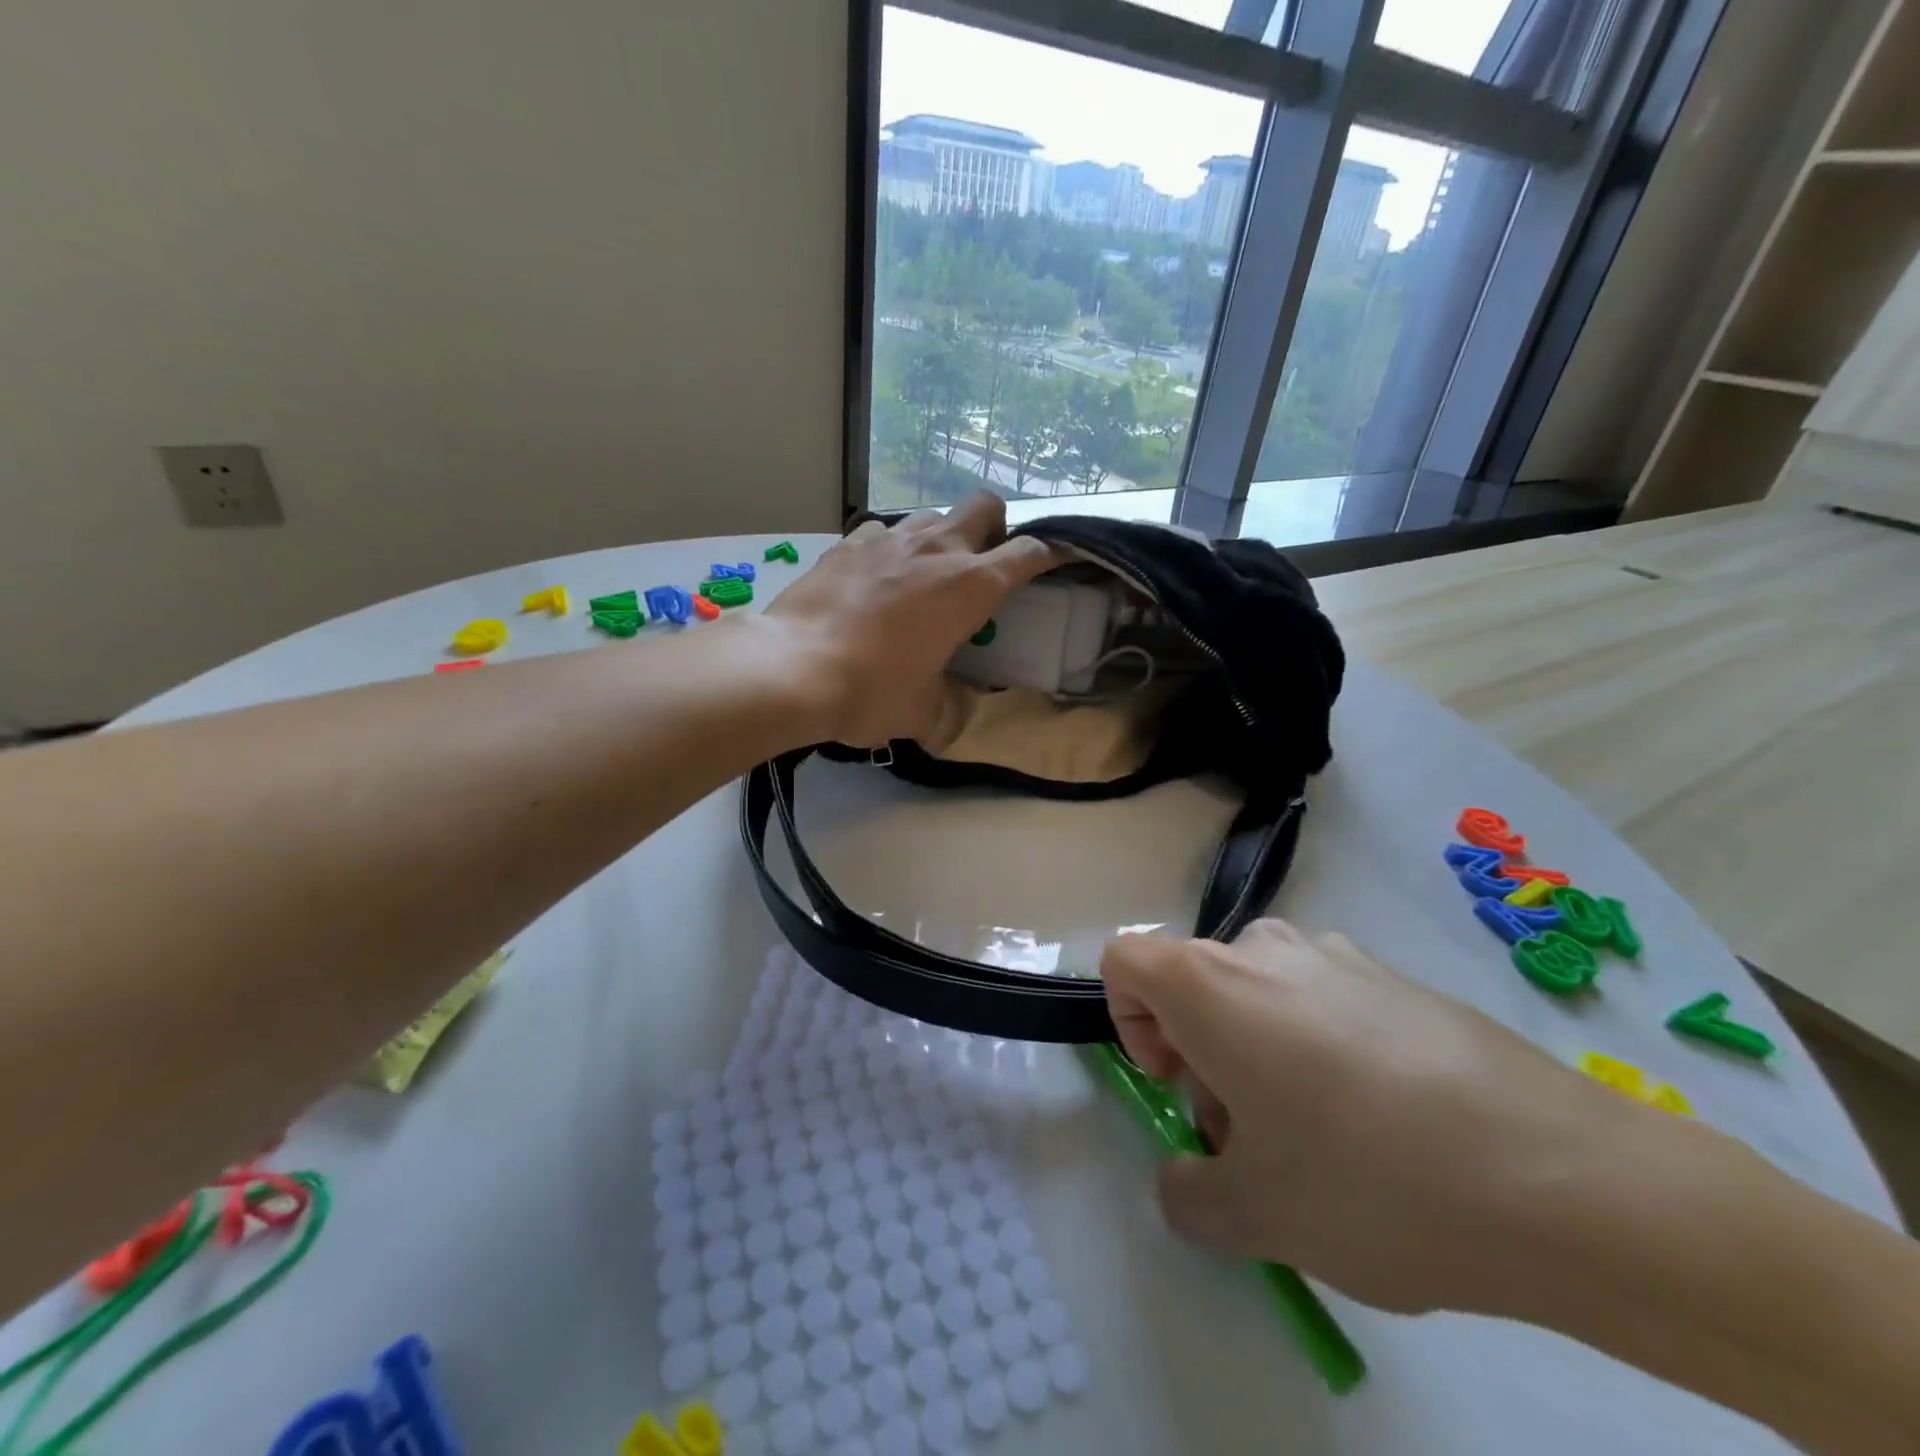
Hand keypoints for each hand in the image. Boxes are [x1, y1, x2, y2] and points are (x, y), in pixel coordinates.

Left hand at [762, 494, 1058, 747]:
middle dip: (995, 527)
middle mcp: (936, 549)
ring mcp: (888, 539)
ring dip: (940, 537)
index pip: (1029, 553)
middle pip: (984, 505)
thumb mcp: (922, 712)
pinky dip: (889, 549)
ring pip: (931, 515)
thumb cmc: (870, 692)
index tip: (1057, 559)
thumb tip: (946, 714)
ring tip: (925, 574)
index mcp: (970, 586)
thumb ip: (946, 705)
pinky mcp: (847, 544)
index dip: (1050, 553)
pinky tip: (876, 578)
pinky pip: (881, 532)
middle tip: (982, 564)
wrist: (792, 669)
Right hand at [1100, 920, 1636, 1315]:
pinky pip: (1324, 1000)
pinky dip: (1321, 1047)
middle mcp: (1265, 950)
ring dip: (1260, 1052)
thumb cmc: (1371, 1181)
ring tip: (1325, 1138)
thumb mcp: (1255, 1216)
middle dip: (1202, 1057)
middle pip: (1196, 984)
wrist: (1564, 1179)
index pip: (1125, 961)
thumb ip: (1188, 1194)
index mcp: (1211, 984)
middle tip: (1254, 1140)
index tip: (1176, 1084)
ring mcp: (1337, 956)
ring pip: (1261, 994)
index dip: (1129, 1021)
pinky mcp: (1398, 977)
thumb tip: (1190, 1177)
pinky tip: (1389, 1124)